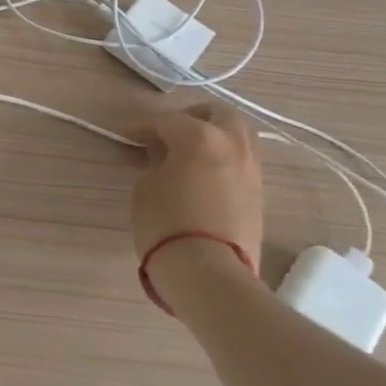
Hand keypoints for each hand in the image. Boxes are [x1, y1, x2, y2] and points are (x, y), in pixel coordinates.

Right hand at [127, 100, 262, 295]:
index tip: (126, 132)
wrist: (208, 272)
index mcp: (201, 137)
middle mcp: (233, 145)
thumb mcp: (146, 186)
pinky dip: (223, 158)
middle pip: (219, 114)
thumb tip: (163, 152)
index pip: (167, 121)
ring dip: (214, 135)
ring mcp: (251, 169)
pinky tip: (203, 173)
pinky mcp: (259, 194)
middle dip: (193, 117)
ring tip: (188, 152)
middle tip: (169, 132)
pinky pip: (241, 161)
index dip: (142, 125)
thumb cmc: (166, 223)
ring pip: (238, 136)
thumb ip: (156, 160)